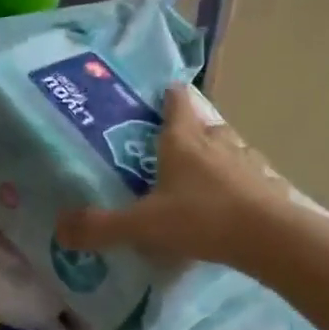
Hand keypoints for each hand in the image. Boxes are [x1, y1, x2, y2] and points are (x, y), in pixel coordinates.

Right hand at [56, 85, 291, 267]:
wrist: (270, 238)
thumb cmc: (200, 219)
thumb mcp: (142, 225)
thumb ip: (100, 227)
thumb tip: (59, 230)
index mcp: (182, 141)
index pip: (175, 103)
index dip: (168, 95)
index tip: (163, 91)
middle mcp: (216, 143)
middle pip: (204, 125)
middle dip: (191, 129)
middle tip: (174, 145)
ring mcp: (246, 162)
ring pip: (230, 148)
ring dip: (218, 154)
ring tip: (204, 173)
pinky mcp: (268, 185)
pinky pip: (250, 177)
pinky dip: (240, 183)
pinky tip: (234, 201)